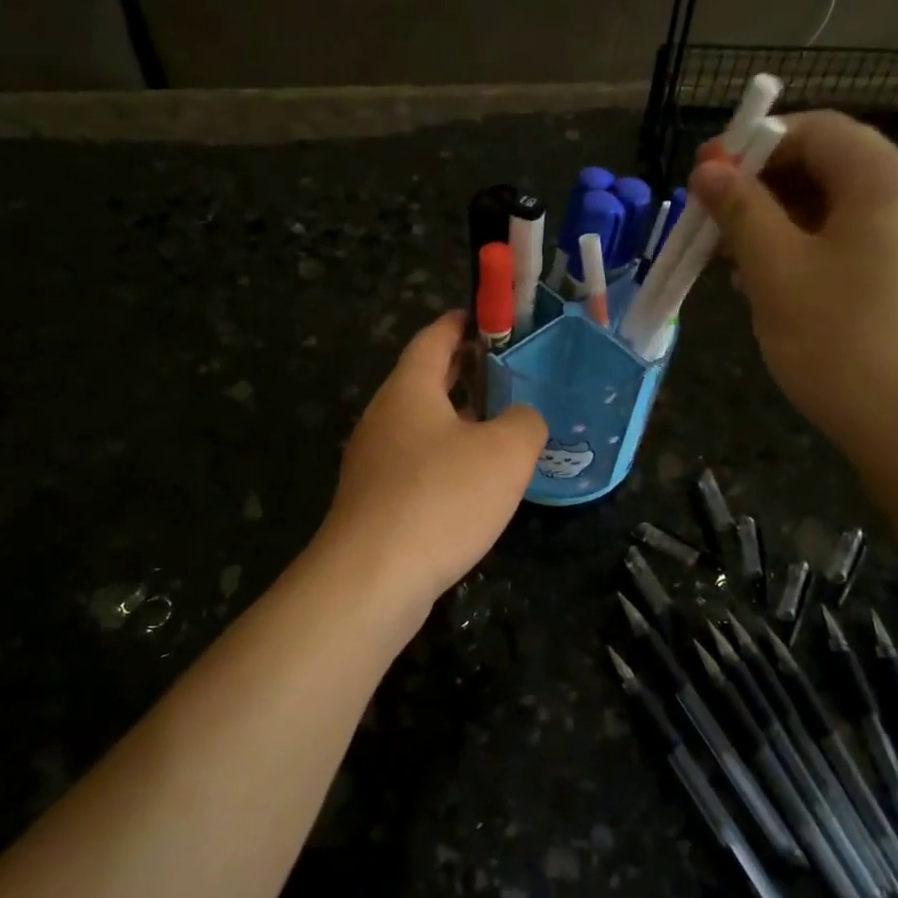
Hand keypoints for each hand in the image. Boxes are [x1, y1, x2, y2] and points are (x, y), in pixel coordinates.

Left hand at [321, 312, 546, 605]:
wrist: (372, 578)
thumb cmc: (441, 498)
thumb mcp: (506, 452)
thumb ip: (525, 422)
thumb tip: (521, 419)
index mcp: (409, 389)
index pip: (434, 338)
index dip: (464, 322)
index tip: (491, 318)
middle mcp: (384, 417)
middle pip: (425, 380)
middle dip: (466, 372)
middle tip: (510, 373)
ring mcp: (373, 461)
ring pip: (421, 426)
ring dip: (458, 421)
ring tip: (501, 428)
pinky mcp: (374, 501)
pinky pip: (416, 465)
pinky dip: (446, 460)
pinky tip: (473, 484)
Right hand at [690, 111, 897, 457]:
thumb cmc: (840, 338)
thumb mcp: (776, 270)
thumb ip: (741, 211)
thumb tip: (709, 168)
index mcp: (883, 180)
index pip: (815, 130)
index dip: (755, 145)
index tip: (706, 178)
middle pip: (826, 168)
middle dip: (762, 190)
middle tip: (712, 225)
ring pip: (834, 212)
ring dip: (778, 226)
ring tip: (732, 264)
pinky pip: (851, 247)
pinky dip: (806, 254)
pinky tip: (771, 289)